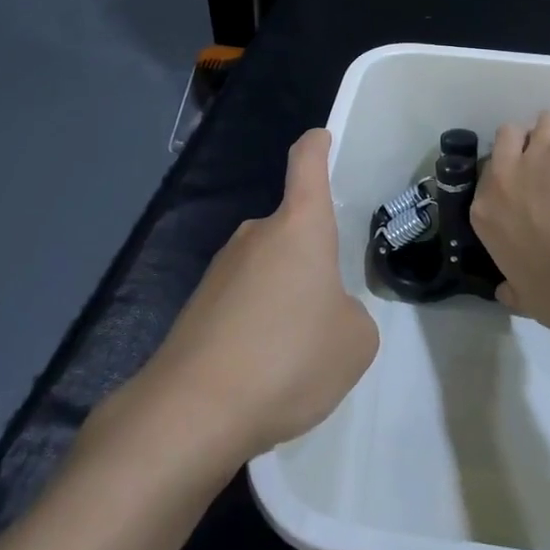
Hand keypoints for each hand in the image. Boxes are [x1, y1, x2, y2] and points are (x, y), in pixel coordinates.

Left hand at [122, 129, 377, 461]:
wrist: (194, 410)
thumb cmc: (289, 358)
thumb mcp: (355, 341)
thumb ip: (350, 314)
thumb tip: (324, 312)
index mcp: (299, 227)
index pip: (306, 164)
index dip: (317, 146)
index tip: (322, 139)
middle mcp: (256, 235)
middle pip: (292, 229)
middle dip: (313, 261)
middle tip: (331, 313)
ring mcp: (221, 268)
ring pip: (269, 269)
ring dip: (286, 298)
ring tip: (296, 355)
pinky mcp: (198, 305)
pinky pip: (244, 301)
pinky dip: (259, 324)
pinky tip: (262, 371)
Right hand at [473, 111, 549, 334]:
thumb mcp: (523, 296)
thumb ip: (512, 288)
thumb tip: (504, 293)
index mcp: (485, 209)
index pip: (492, 176)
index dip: (517, 180)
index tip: (539, 198)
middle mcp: (505, 172)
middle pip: (511, 135)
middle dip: (533, 145)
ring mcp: (541, 151)